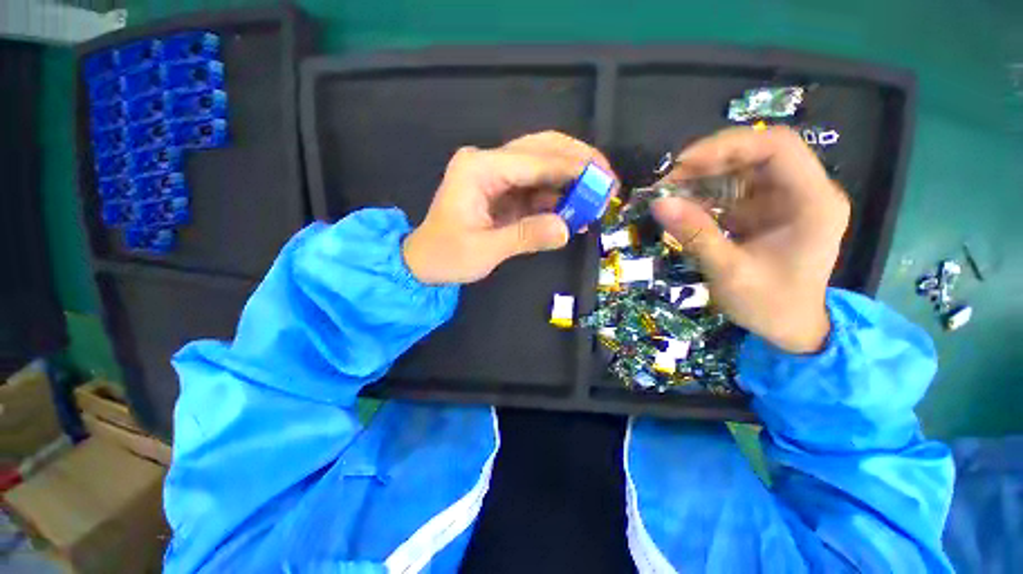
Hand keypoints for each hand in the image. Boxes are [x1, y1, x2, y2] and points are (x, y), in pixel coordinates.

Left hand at [403, 131, 614, 283]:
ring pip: (542, 165)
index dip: (572, 169)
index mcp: (479, 169)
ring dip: (571, 180)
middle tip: (607, 180)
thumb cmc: (446, 256)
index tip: (604, 181)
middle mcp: (488, 162)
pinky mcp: (502, 190)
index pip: (534, 160)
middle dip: (578, 162)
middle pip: (541, 149)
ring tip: (597, 197)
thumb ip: (526, 236)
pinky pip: (536, 187)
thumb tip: (567, 229)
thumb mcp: (485, 251)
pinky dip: (557, 196)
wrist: (424, 262)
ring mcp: (496, 175)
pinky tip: (575, 209)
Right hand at [652, 127, 849, 353]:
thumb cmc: (769, 306)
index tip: (683, 164)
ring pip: (742, 170)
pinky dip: (705, 195)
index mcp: (813, 202)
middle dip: (709, 162)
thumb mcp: (729, 272)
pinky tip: (683, 208)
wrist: (789, 328)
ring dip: (703, 178)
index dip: (728, 146)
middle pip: (757, 153)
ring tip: (670, 195)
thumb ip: (695, 235)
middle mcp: (804, 191)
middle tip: (669, 182)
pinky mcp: (766, 211)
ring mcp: (784, 200)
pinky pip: (733, 191)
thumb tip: (658, 204)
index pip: (777, 147)